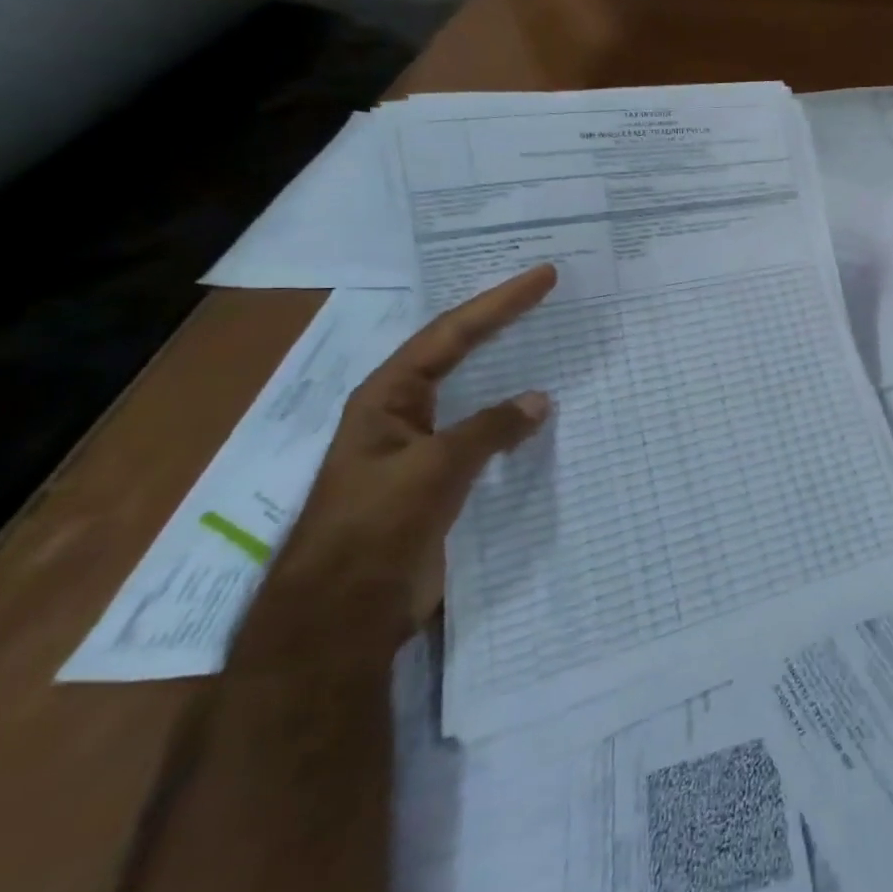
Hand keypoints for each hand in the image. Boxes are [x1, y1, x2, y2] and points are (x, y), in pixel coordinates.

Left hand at [243, 265, 558, 656]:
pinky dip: (514, 418)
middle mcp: (403, 412)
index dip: (499, 303)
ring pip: (474, 393)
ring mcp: (422, 446)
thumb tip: (540, 400)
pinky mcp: (440, 480)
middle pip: (459, 352)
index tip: (544, 277)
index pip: (450, 334)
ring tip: (550, 341)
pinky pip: (486, 434)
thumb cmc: (375, 528)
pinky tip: (541, 414)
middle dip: (501, 322)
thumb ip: (490, 429)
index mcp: (387, 398)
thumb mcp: (434, 469)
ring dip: (509, 367)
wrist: (342, 615)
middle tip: (547, 293)